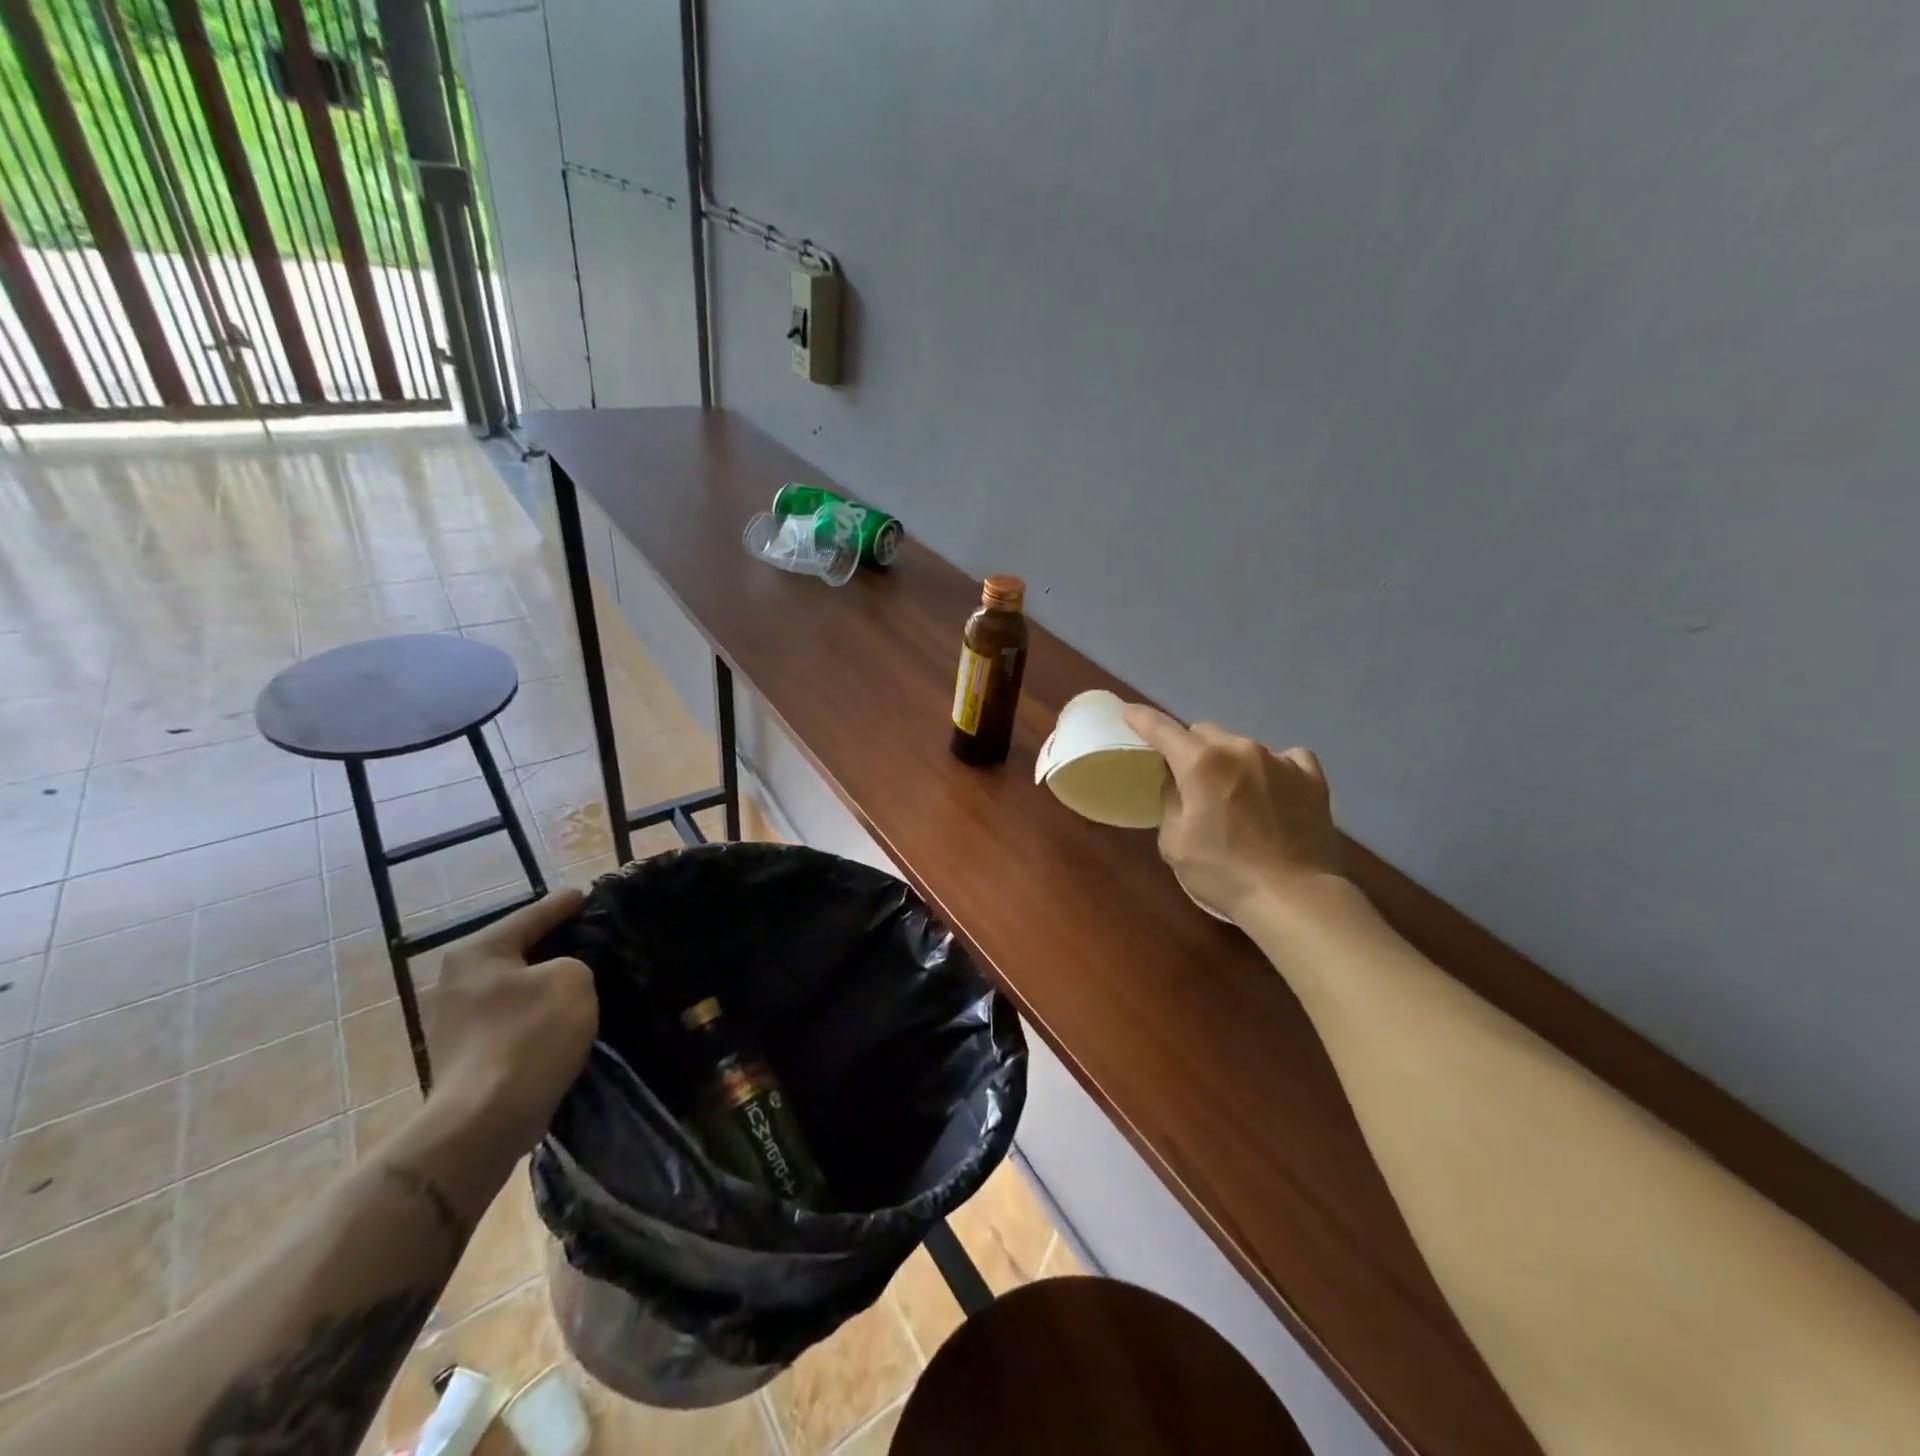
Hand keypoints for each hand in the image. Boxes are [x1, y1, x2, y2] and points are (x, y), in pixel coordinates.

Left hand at [427, 888, 596, 1155]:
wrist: (485, 1121)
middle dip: (556, 945)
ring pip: (518, 987)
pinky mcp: (468, 1054)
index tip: (587, 894)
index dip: (565, 904)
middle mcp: (458, 980)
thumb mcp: (572, 979)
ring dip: (547, 983)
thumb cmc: (529, 1036)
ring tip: (586, 976)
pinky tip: (565, 1016)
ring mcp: (457, 1021)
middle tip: (594, 935)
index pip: (532, 915)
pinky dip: (539, 1012)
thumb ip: (575, 961)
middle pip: (520, 951)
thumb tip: (564, 974)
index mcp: (478, 952)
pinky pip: (514, 1018)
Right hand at [1124, 705, 1341, 920]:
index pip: (1162, 729)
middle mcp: (1240, 748)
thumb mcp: (1175, 842)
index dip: (1142, 719)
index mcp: (1201, 763)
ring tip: (1236, 794)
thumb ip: (1170, 801)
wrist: (1294, 897)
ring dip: (1231, 761)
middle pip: (1204, 732)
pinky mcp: (1311, 776)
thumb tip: (1177, 782)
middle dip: (1191, 748)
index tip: (1130, 713)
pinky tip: (1274, 791)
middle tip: (1190, 778)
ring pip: (1243, 745)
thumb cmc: (1224, 872)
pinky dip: (1273, 769)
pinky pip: (1286, 758)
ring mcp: (1280, 759)